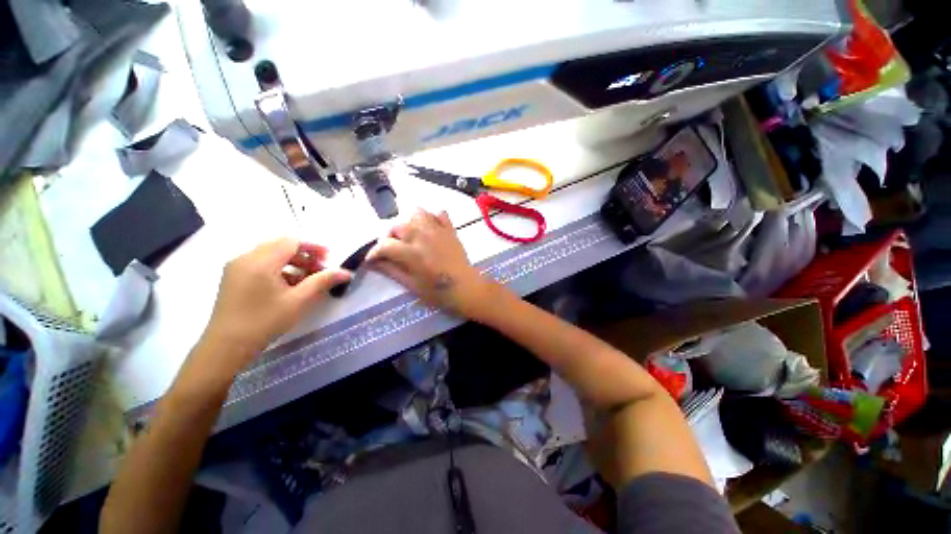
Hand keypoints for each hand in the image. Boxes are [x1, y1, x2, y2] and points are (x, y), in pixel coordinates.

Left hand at [200, 237, 350, 370]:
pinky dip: (279, 269)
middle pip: (281, 245)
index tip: (329, 258)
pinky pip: (260, 264)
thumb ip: (323, 281)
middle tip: (320, 269)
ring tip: (307, 279)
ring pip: (271, 254)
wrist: (226, 347)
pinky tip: (289, 286)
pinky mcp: (234, 277)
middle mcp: (245, 258)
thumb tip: (346, 272)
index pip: (291, 240)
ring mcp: (237, 267)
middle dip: (304, 254)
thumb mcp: (299, 301)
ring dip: (293, 262)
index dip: (313, 246)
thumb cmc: (264, 321)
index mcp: (260, 261)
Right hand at [367, 209, 495, 316]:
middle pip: (398, 226)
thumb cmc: (437, 291)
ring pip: (418, 213)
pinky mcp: (450, 230)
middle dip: (390, 236)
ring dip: (410, 222)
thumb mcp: (411, 284)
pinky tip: (429, 229)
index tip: (372, 259)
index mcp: (412, 252)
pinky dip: (432, 218)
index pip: (385, 245)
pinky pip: (440, 214)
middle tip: (393, 248)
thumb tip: (372, 262)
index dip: (374, 251)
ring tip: (410, 236)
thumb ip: (391, 270)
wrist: (465, 287)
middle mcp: (423, 236)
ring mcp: (438, 230)